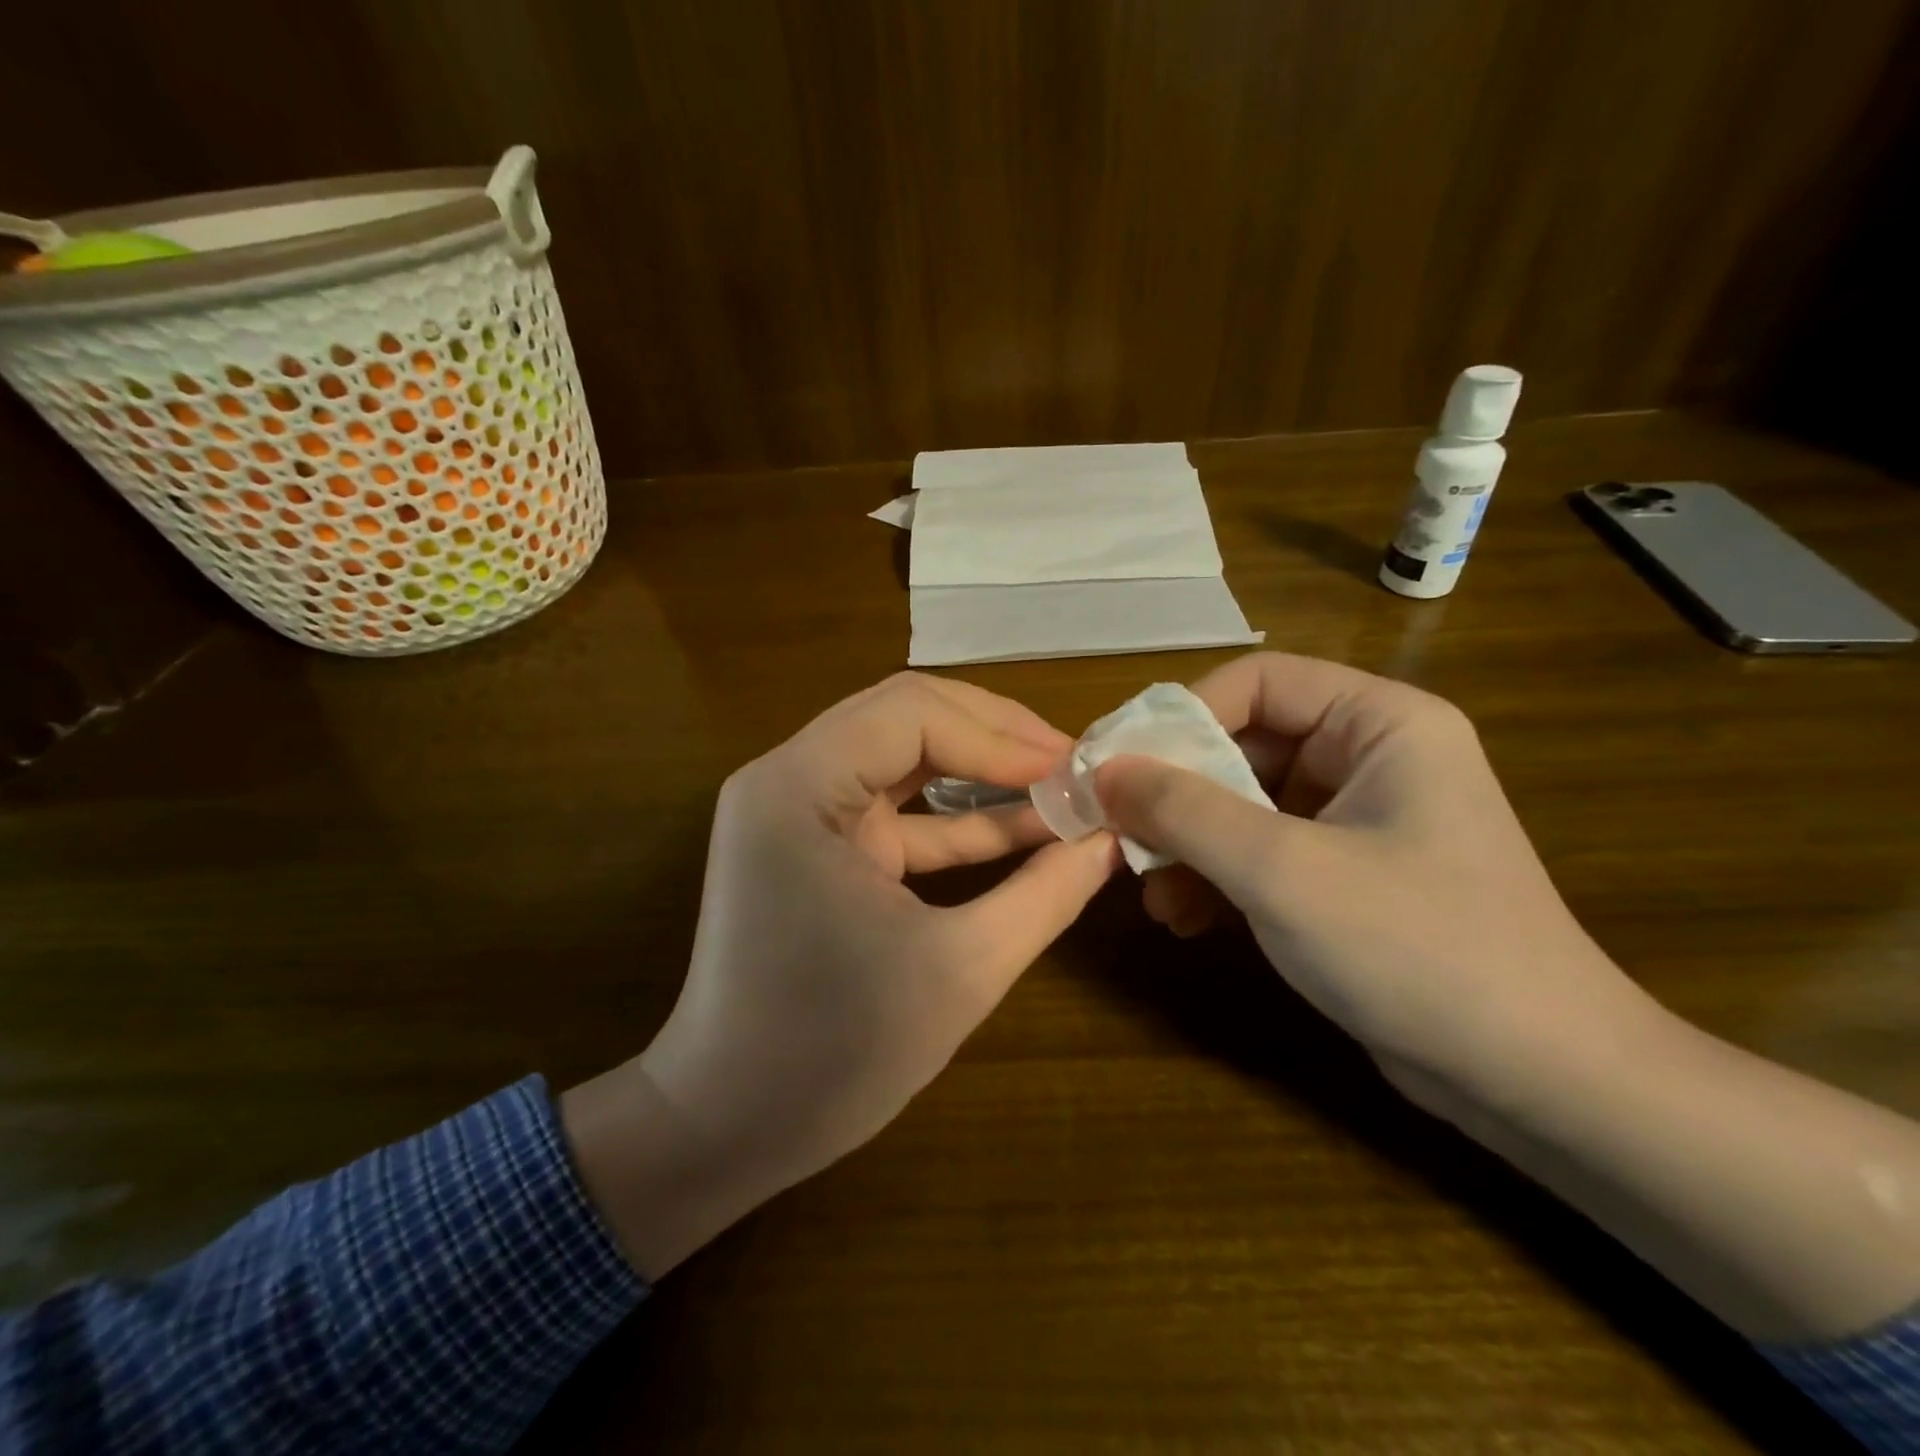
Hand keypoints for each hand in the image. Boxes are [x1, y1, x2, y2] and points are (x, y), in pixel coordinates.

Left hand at [564, 673, 1118, 1276]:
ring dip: (982, 769)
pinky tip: (1027, 829)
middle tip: (1071, 764)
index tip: (1072, 773)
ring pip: (905, 755)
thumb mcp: (959, 970)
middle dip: (994, 736)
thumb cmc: (832, 1053)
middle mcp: (789, 779)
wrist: (729, 1126)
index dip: (998, 736)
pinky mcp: (821, 847)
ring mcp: (802, 811)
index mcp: (798, 788)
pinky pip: (898, 809)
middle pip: (905, 717)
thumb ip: (1044, 896)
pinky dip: (959, 816)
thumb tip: (1110, 842)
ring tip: (1060, 785)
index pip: (911, 715)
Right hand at [1094, 653, 1659, 1110]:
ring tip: (1150, 893)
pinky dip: (1217, 878)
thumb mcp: (1282, 870)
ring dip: (1189, 845)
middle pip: (1243, 745)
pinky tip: (1183, 919)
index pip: (1257, 682)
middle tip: (1120, 834)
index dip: (1182, 716)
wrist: (1537, 1082)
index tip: (1120, 765)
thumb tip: (1103, 771)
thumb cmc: (1415, 948)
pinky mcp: (1344, 876)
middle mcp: (1369, 757)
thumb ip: (1184, 810)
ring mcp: (1356, 819)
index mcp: (1380, 723)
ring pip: (1243, 804)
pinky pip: (1260, 852)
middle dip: (1177, 795)